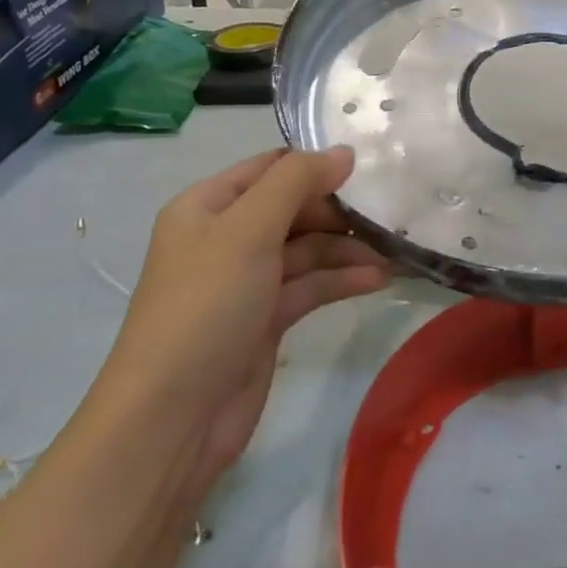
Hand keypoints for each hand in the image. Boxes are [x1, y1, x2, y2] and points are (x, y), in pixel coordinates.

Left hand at [103, 147, 390, 473]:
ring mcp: (247, 281)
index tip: (366, 170)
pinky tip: (377, 280)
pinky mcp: (266, 319)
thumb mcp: (249, 231)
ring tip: (391, 253)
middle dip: (337, 212)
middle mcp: (225, 238)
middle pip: (292, 209)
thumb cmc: (207, 306)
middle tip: (384, 217)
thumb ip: (296, 183)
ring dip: (346, 250)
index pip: (269, 168)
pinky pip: (309, 287)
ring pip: (305, 250)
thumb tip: (343, 152)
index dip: (314, 166)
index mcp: (208, 206)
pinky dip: (340, 281)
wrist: (174, 415)